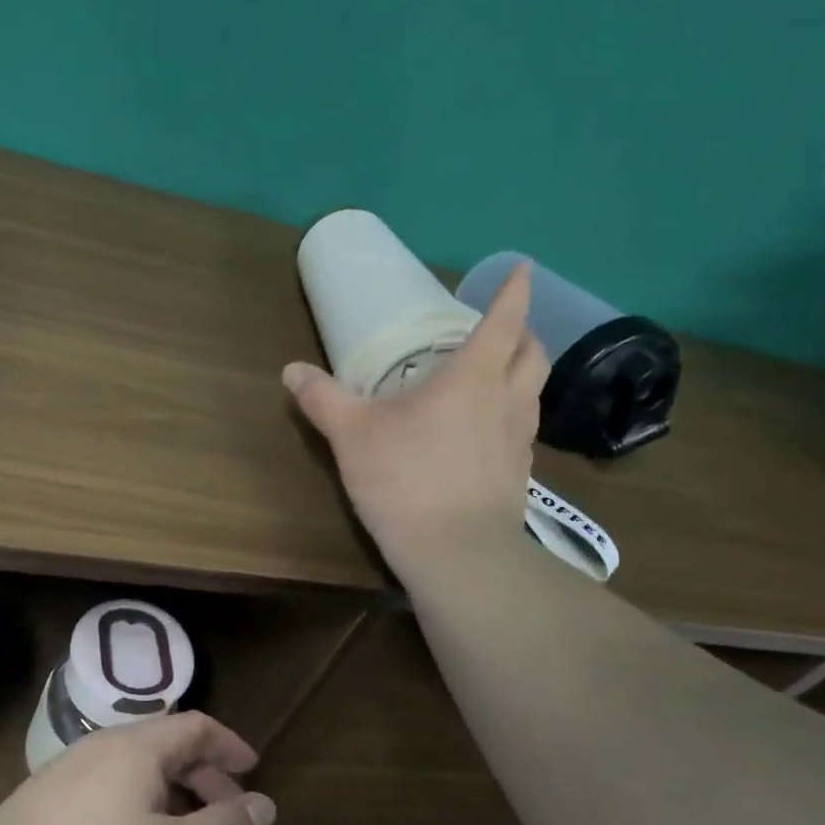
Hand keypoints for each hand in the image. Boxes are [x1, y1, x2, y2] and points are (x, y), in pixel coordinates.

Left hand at [0, 712, 276, 824]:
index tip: (254, 773)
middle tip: (227, 814)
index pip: (194, 727)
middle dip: (202, 775)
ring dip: (167, 793)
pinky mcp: (32, 809)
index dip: (230, 745)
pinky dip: (132, 807)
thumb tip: (264, 803)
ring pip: (128, 771)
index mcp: (131, 749)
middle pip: (161, 745)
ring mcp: (56, 777)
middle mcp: (93, 748)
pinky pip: (100, 791)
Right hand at [283, 262, 547, 579]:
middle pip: (534, 354)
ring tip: (494, 378)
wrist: (457, 554)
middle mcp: (507, 401)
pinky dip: (511, 416)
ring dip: (520, 375)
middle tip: (502, 329)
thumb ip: (323, 399)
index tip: (521, 270)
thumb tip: (291, 370)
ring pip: (533, 393)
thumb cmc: (406, 480)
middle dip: (525, 333)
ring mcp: (520, 441)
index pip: (504, 321)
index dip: (513, 292)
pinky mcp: (520, 476)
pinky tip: (483, 434)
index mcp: (473, 378)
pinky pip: (522, 431)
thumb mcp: (353, 435)